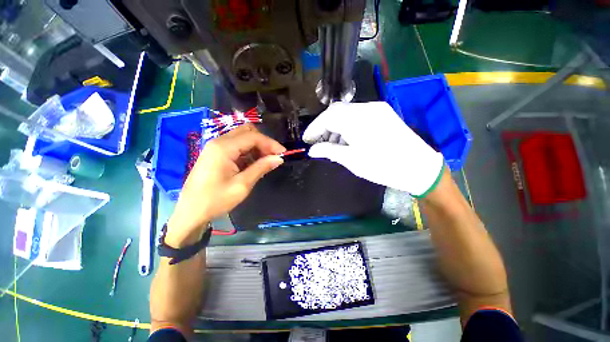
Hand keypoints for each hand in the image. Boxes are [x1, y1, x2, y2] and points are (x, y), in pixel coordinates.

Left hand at [167, 124, 285, 245]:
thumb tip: (279, 158)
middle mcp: (219, 142)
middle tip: (274, 156)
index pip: (253, 136)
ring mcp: (216, 147)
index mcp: (224, 148)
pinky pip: (236, 146)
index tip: (283, 153)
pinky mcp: (216, 154)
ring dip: (257, 146)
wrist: (190, 213)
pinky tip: (254, 163)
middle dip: (264, 142)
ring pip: (242, 138)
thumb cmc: (215, 200)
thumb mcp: (242, 185)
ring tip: (266, 161)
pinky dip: (248, 151)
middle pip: (247, 132)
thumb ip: (261, 168)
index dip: (271, 143)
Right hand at [303, 101, 443, 196]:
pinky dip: (347, 125)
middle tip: (318, 142)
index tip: (306, 140)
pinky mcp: (383, 113)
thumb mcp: (352, 160)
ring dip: (335, 125)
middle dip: (323, 126)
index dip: (314, 128)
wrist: (418, 167)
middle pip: (336, 111)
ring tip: (332, 143)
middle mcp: (366, 108)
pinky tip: (347, 138)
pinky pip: (358, 115)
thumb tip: (312, 150)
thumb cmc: (383, 166)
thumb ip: (329, 151)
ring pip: (346, 112)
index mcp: (357, 120)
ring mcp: (376, 108)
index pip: (327, 118)